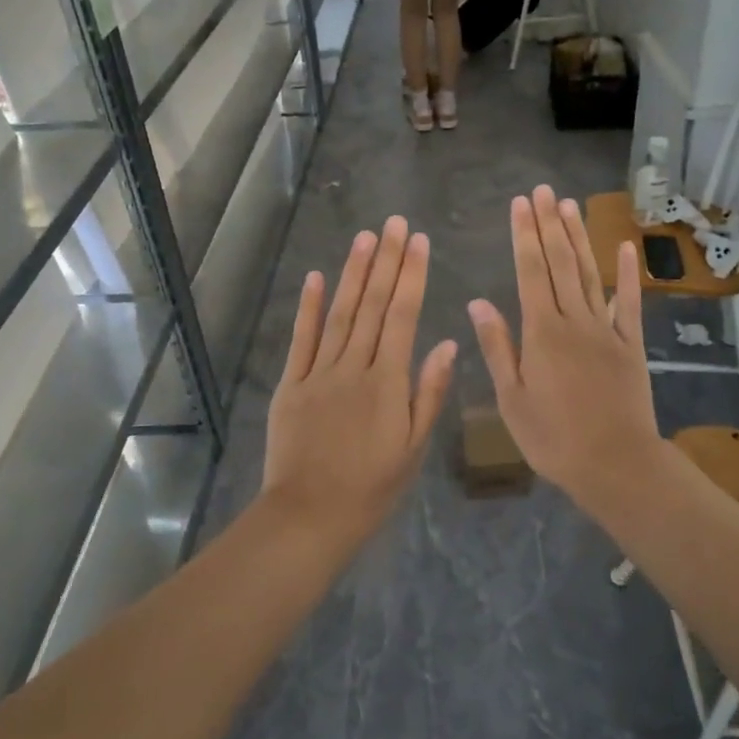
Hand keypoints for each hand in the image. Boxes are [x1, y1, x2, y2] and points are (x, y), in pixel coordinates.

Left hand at [262, 217, 457, 543]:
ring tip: (365, 238)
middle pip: (373, 305)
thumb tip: (447, 343)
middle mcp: (354, 366)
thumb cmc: (371, 487)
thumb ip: (429, 393)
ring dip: (353, 273)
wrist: (309, 515)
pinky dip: (308, 308)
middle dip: (386, 261)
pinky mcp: (291, 384)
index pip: (403, 316)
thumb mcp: (414, 447)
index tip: (418, 241)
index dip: (412, 275)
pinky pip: (301, 339)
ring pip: (339, 314)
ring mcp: (319, 373)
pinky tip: (315, 277)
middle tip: (394, 223)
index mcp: (388, 381)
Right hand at [468, 187, 662, 499]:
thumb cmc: (553, 438)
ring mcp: (607, 330)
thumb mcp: (512, 399)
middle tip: (543, 191)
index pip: (531, 272)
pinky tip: (626, 248)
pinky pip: (630, 304)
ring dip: (580, 239)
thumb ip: (498, 347)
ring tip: (570, 206)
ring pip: (591, 275)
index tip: (520, 204)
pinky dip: (628, 275)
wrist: (615, 464)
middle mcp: (575, 321)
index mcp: (542, 333)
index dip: (524, 236)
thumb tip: (479, 302)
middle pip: (561, 264)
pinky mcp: (632, 345)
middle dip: (549, 225)